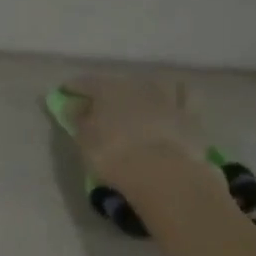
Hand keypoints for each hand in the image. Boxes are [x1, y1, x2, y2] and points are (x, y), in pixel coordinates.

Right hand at [60, 74, 207, 190]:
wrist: (161, 172)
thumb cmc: (113, 156)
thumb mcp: (84, 141)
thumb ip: (78, 120)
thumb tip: (74, 106)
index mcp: (107, 89)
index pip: (86, 83)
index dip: (73, 88)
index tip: (65, 94)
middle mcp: (137, 85)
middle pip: (119, 83)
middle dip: (108, 92)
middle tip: (100, 104)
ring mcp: (166, 96)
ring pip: (152, 84)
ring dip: (142, 91)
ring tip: (137, 102)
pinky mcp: (190, 113)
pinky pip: (184, 97)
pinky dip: (176, 96)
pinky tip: (172, 101)